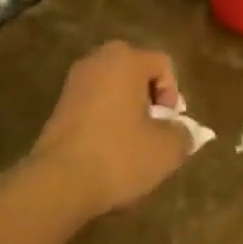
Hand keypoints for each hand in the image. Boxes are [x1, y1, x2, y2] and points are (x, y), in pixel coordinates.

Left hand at [28, 41, 194, 219]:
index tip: (168, 125)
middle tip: (154, 129)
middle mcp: (97, 61)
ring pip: (113, 88)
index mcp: (126, 60)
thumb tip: (182, 131)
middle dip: (150, 98)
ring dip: (127, 110)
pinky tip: (108, 149)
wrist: (58, 183)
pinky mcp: (58, 106)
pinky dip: (106, 119)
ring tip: (132, 143)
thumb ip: (183, 133)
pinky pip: (94, 103)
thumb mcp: (167, 149)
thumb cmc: (119, 156)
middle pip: (136, 72)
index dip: (173, 94)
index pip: (163, 64)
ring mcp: (73, 83)